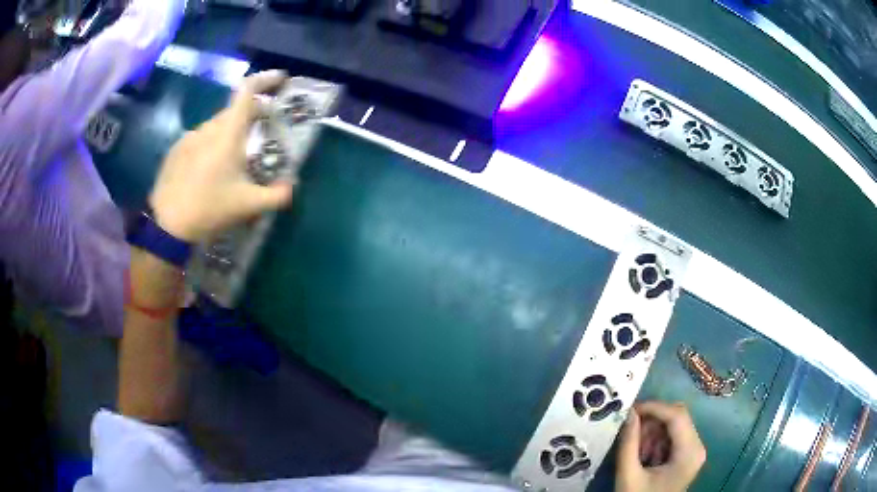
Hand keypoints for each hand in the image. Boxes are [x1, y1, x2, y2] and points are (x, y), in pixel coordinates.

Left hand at [149, 70, 294, 242]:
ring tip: (235, 156)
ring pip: (216, 124)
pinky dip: (212, 143)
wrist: (166, 226)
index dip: (266, 79)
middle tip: (264, 128)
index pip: (247, 90)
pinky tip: (210, 169)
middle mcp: (208, 127)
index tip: (281, 80)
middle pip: (234, 108)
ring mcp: (189, 137)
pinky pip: (200, 138)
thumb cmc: (208, 209)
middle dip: (253, 112)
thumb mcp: (248, 206)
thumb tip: (292, 186)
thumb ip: (277, 195)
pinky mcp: (176, 150)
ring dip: (231, 130)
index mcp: (227, 133)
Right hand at [615, 401, 705, 491]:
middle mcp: (697, 447)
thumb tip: (628, 413)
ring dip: (653, 430)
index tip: (630, 409)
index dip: (654, 407)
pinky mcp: (687, 455)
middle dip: (652, 420)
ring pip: (675, 424)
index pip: (677, 415)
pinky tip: (644, 454)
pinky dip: (656, 439)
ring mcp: (694, 451)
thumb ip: (628, 444)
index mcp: (689, 452)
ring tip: (635, 448)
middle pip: (678, 417)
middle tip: (630, 431)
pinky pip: (673, 436)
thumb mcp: (629, 475)